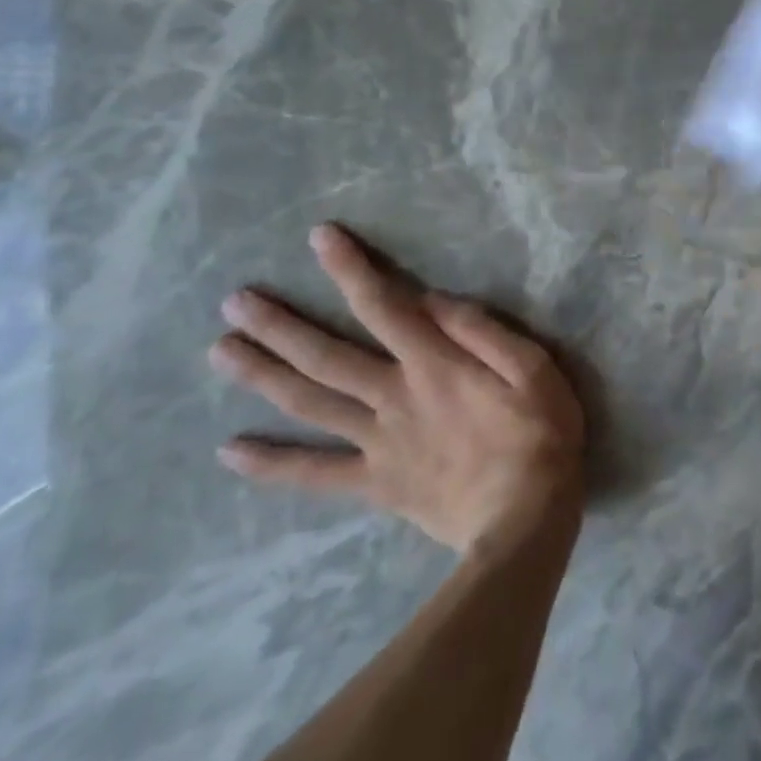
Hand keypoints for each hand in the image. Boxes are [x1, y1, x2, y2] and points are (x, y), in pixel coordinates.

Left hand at [209, 223, 584, 554]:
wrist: (525, 521)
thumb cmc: (540, 433)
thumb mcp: (533, 367)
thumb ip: (483, 331)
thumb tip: (434, 300)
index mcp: (434, 364)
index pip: (383, 305)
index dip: (350, 269)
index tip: (319, 239)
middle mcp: (394, 396)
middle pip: (326, 356)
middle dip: (280, 325)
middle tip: (235, 301)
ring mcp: (378, 442)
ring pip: (310, 404)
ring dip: (264, 376)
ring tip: (220, 351)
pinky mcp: (375, 483)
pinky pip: (315, 474)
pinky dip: (270, 464)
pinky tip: (229, 451)